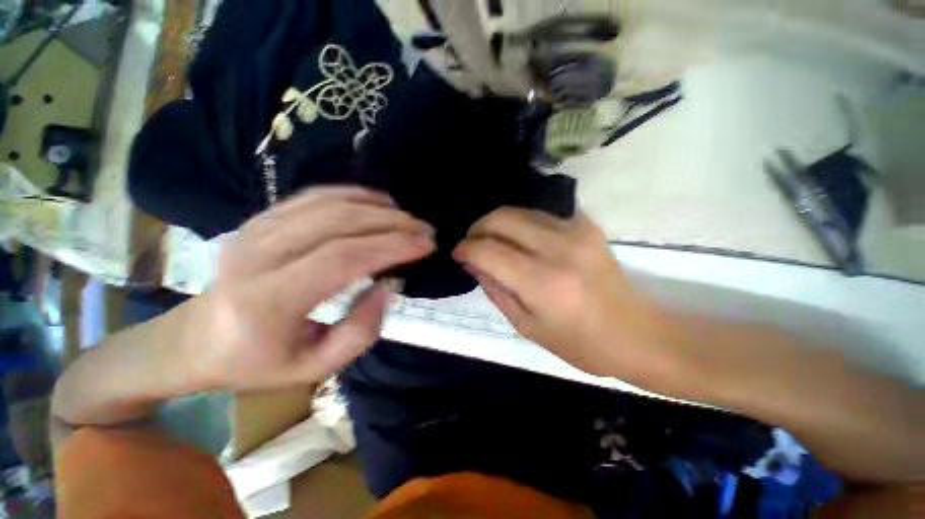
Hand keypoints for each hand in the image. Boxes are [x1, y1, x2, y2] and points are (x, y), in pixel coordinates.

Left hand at [187, 187, 434, 389]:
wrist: (198, 340)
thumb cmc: (259, 362)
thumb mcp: (315, 367)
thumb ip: (361, 332)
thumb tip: (388, 286)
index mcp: (268, 301)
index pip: (343, 258)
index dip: (391, 246)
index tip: (426, 244)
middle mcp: (258, 255)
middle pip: (338, 223)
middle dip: (391, 222)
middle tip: (424, 228)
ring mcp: (256, 230)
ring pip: (327, 203)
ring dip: (376, 206)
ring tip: (407, 216)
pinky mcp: (260, 219)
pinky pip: (312, 196)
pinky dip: (351, 194)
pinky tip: (378, 201)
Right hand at [454, 208, 672, 380]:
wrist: (636, 333)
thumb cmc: (579, 343)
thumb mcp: (526, 325)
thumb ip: (495, 290)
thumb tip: (473, 264)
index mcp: (542, 282)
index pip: (489, 251)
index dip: (466, 248)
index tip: (458, 253)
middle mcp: (558, 248)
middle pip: (502, 218)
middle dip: (478, 227)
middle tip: (471, 242)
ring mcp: (576, 231)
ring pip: (520, 210)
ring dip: (497, 222)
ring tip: (491, 239)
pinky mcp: (586, 225)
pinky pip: (541, 213)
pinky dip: (521, 221)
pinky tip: (518, 237)